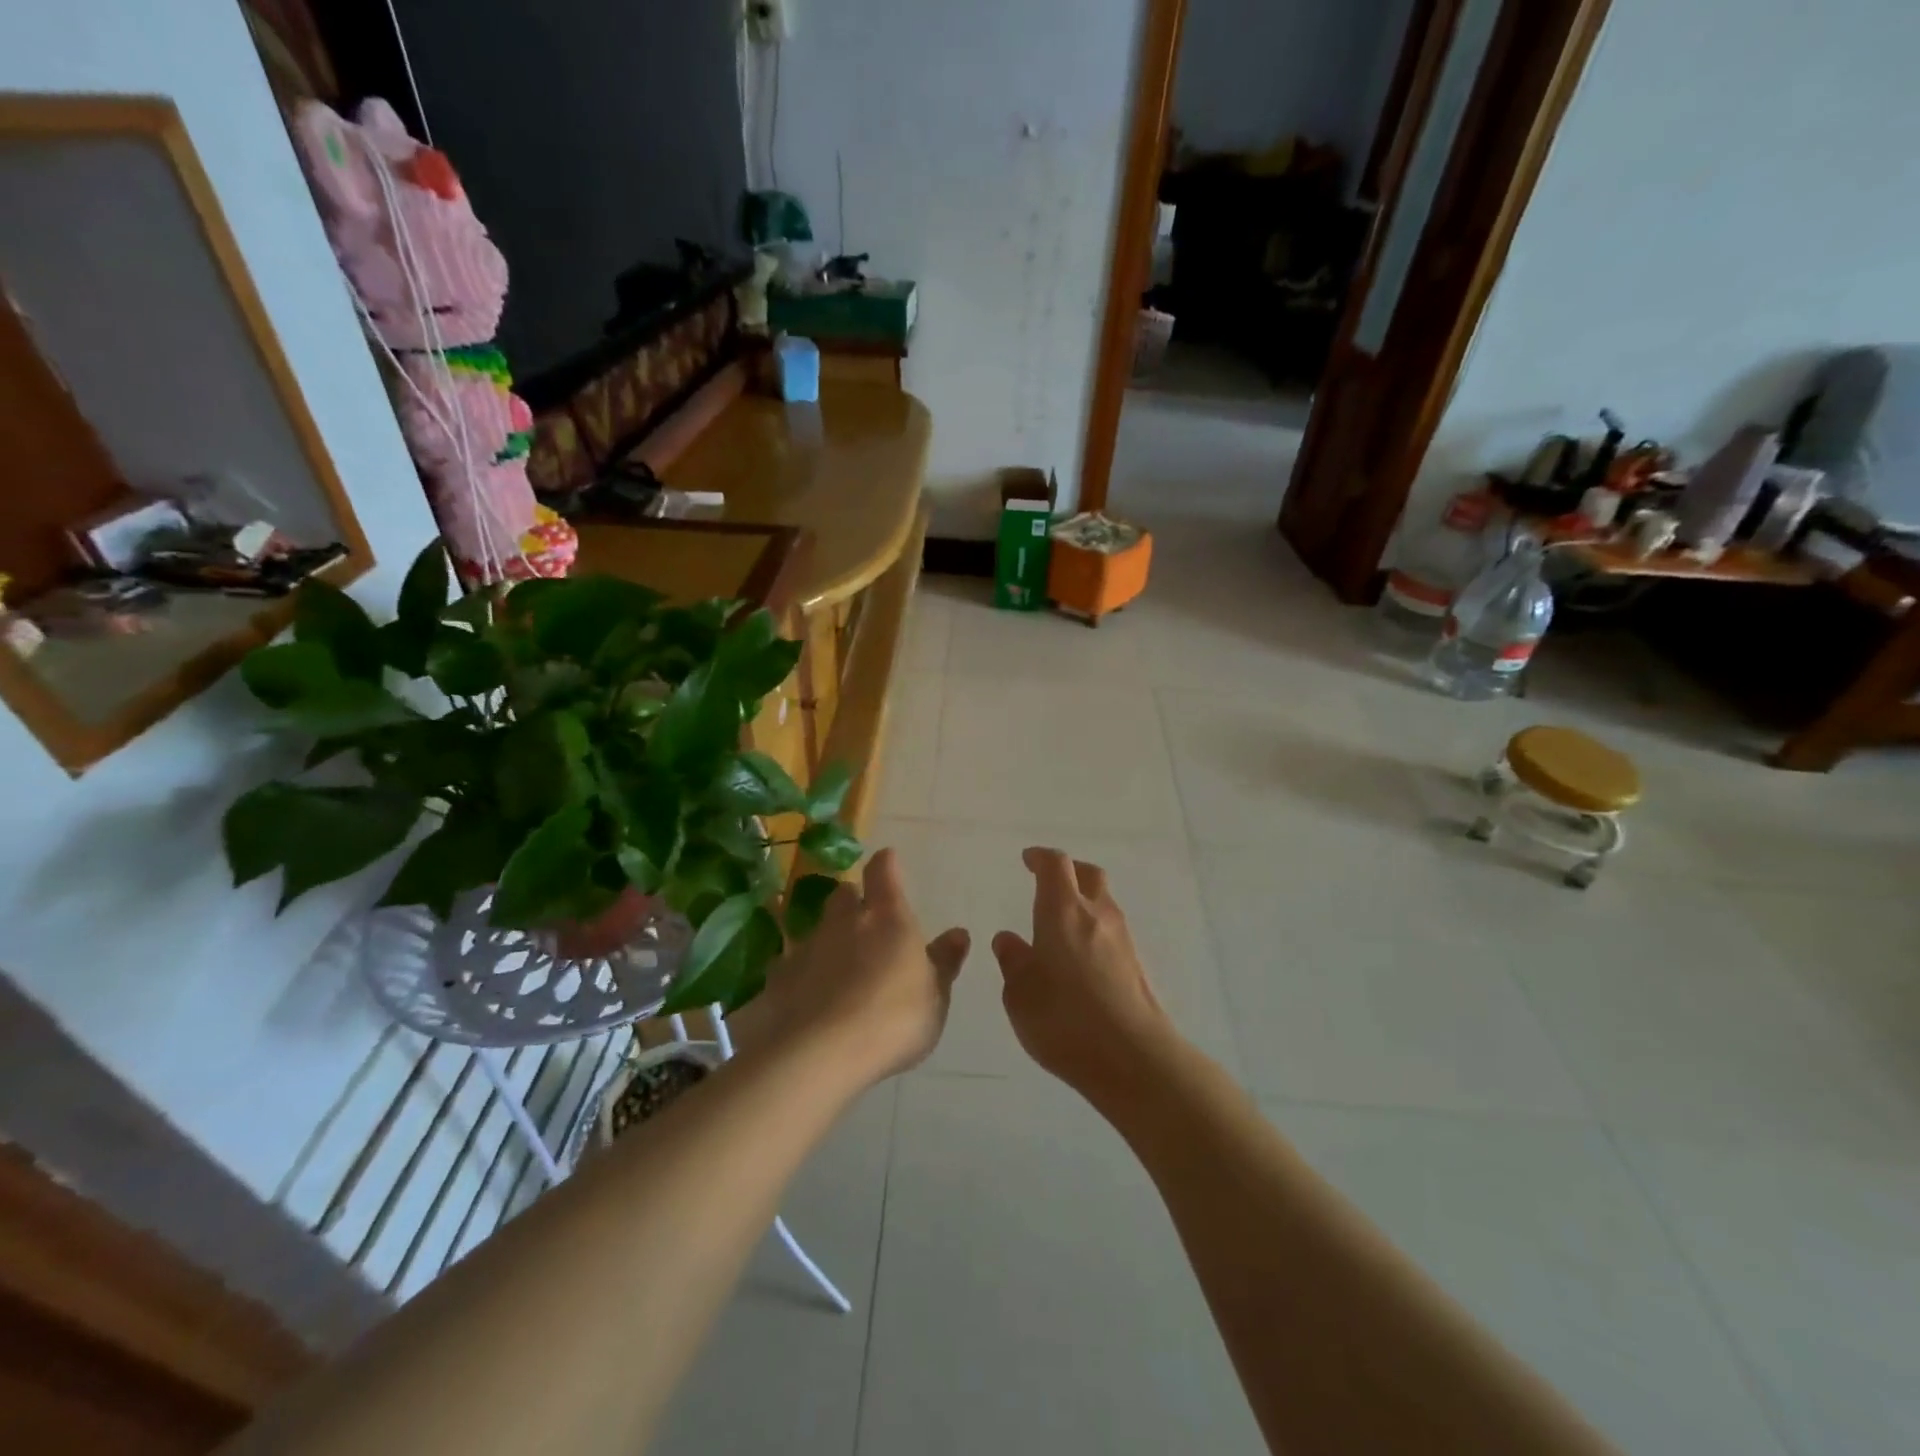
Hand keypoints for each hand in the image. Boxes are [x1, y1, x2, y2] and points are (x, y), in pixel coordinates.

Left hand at [758, 848, 969, 1086]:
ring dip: (828, 939)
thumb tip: (958, 933)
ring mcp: (807, 947)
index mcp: (888, 918)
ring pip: (817, 929)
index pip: (883, 871)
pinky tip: (809, 999)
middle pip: (844, 894)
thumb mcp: (934, 997)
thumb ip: (944, 963)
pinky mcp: (778, 977)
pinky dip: (803, 974)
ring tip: (837, 967)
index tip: (888, 860)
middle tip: (864, 921)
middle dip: (853, 901)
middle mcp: (844, 922)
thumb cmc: (893, 1020)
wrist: (820, 1054)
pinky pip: (792, 965)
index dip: (886, 864)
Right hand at [992, 847, 1174, 1096]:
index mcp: (1062, 910)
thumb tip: (1008, 939)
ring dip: (1084, 902)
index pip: (1055, 864)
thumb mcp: (1020, 994)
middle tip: (1049, 882)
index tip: (1027, 859)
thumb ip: (1013, 961)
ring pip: (1103, 902)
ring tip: (1061, 925)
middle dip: (1068, 871)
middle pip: (1087, 873)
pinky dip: (1095, 930)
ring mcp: (1122, 937)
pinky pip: (1112, 930)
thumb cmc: (1064, 1019)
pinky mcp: (1137, 963)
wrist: (1133, 1057)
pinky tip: (1080, 958)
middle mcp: (1096, 914)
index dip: (1040, 857)